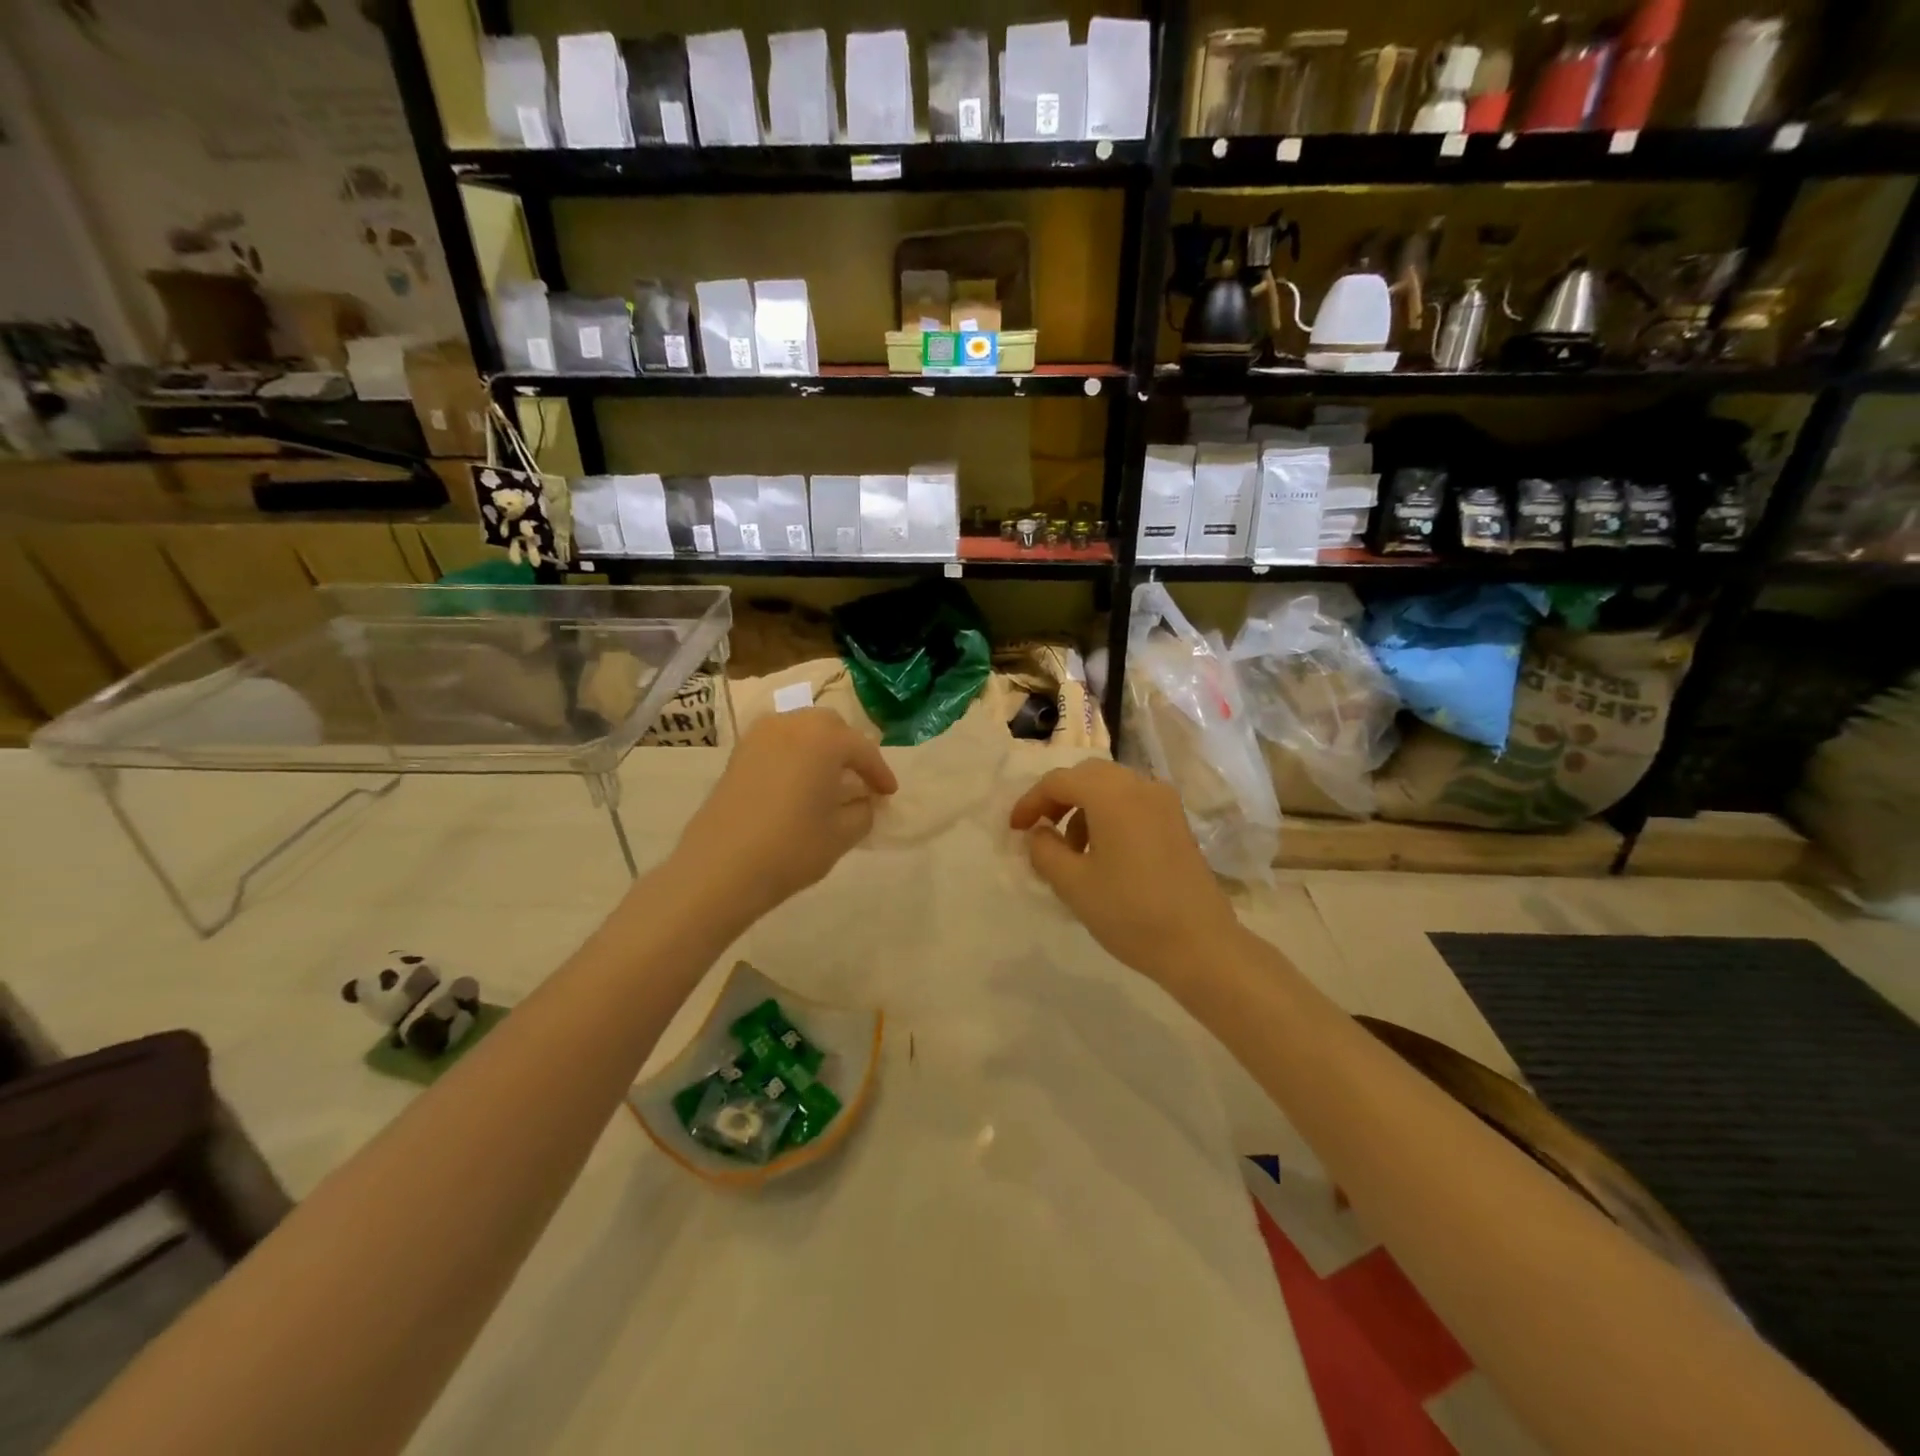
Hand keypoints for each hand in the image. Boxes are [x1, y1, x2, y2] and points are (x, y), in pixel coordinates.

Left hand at [672, 709, 897, 925]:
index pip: (863, 750)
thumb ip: (863, 811)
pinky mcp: (738, 753)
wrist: (720, 867)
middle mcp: (793, 724)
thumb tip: (863, 801)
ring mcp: (760, 736)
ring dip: (821, 748)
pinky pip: (778, 742)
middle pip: (831, 727)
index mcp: (825, 738)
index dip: (880, 773)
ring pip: (802, 730)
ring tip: (830, 778)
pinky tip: (799, 781)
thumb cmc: (791, 847)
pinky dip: (795, 754)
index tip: (889, 794)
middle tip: (861, 780)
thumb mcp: (842, 834)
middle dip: (850, 750)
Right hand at [1010, 760, 1240, 988]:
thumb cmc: (1130, 913)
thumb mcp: (1073, 884)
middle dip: (1058, 799)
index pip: (1059, 781)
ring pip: (1111, 787)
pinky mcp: (1177, 822)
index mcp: (1112, 794)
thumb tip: (1039, 833)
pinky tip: (1104, 853)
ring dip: (1084, 808)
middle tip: (1040, 831)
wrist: (1200, 945)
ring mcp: (1164, 802)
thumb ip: (1044, 851)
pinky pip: (1133, 802)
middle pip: (1087, 776)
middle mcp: (1140, 786)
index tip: (1015, 829)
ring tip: (1071, 851)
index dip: (1031, 801)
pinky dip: (1109, 815)